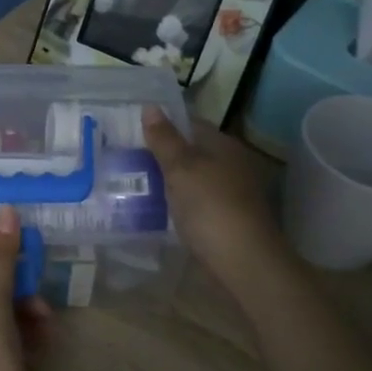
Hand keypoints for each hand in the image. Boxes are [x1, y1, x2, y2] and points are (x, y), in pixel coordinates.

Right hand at [142, 107, 282, 278]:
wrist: (244, 263)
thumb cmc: (211, 207)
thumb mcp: (181, 169)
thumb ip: (165, 139)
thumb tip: (151, 107)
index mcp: (224, 146)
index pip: (191, 124)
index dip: (163, 125)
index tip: (132, 131)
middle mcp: (232, 165)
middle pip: (192, 152)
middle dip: (163, 155)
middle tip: (127, 157)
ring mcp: (232, 194)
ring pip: (194, 179)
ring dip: (170, 181)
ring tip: (135, 183)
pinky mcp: (227, 220)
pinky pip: (196, 202)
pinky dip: (178, 203)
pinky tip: (158, 210)